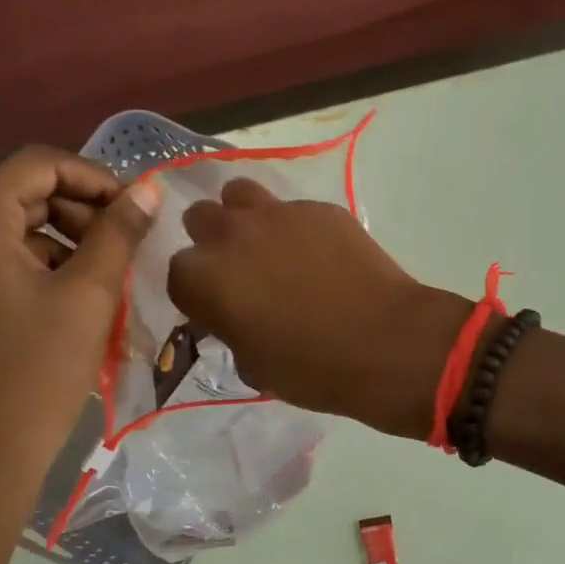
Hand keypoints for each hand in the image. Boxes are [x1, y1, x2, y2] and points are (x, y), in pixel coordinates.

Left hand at [0, 147, 159, 508]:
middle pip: (25, 195)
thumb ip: (119, 234)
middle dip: (83, 210)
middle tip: (129, 244)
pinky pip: (6, 266)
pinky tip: (82, 302)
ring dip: (70, 242)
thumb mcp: (89, 296)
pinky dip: (48, 270)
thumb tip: (148, 189)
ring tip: (112, 276)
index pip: (36, 164)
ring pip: (18, 233)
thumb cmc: (37, 372)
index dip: (93, 175)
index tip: (136, 207)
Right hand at [167, 178, 469, 437]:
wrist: (385, 344)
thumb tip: (237, 320)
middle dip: (212, 242)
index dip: (197, 292)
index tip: (217, 309)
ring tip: (268, 245)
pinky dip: (295, 226)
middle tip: (240, 271)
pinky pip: (293, 208)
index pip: (178, 273)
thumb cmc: (312, 369)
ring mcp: (278, 215)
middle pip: (201, 219)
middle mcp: (232, 235)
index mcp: (204, 278)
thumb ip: (232, 333)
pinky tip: (319, 254)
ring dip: (244, 216)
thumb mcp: (255, 367)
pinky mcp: (320, 208)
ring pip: (240, 194)